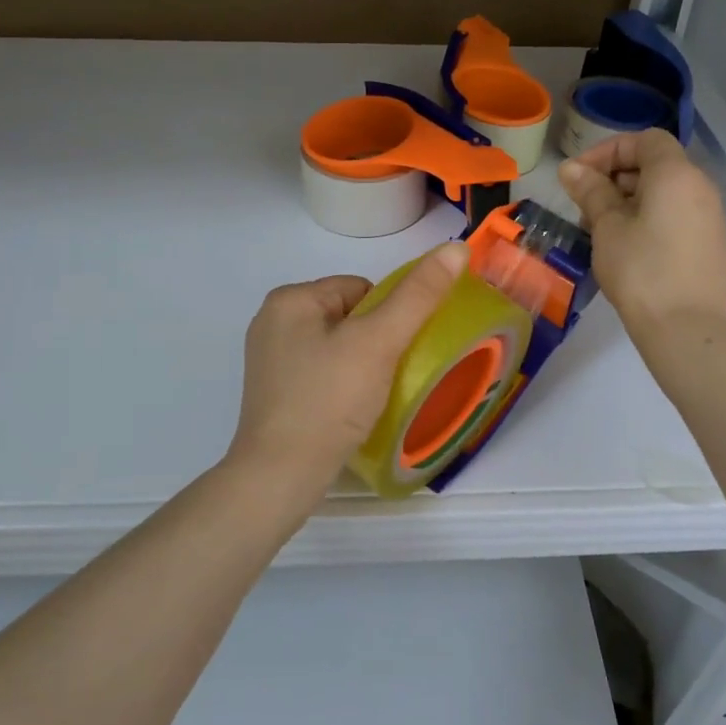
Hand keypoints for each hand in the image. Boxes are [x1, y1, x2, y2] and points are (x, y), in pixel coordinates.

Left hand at [225, 244, 468, 509]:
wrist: (280, 477)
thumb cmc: (328, 400)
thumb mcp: (379, 342)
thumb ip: (418, 295)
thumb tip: (455, 247)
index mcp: (290, 299)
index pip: (361, 289)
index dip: (389, 319)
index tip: (394, 355)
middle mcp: (273, 322)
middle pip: (350, 317)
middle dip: (375, 343)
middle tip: (385, 379)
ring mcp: (270, 360)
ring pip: (338, 347)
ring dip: (362, 366)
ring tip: (370, 399)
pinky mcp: (275, 393)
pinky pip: (323, 374)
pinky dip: (342, 387)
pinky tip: (350, 412)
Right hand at [559, 129, 725, 333]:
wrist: (686, 327)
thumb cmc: (641, 270)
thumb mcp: (607, 227)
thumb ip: (591, 191)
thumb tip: (571, 169)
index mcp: (676, 174)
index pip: (644, 140)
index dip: (608, 151)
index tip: (579, 177)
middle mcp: (700, 186)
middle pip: (655, 164)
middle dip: (615, 177)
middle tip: (584, 206)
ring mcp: (710, 215)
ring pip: (664, 192)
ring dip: (629, 200)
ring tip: (600, 230)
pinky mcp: (710, 242)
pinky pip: (675, 214)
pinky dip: (648, 218)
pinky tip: (626, 247)